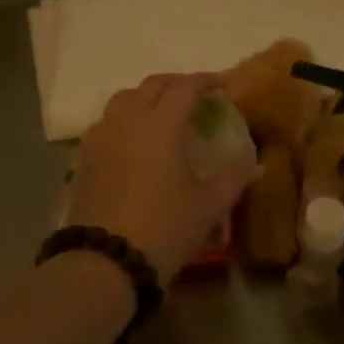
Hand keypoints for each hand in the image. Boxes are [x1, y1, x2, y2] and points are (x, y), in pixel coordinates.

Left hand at [69, 73, 258, 284]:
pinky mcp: (85, 156)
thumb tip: (257, 164)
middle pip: (152, 85)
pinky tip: (135, 139)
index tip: (221, 85)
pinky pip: (107, 121)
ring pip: (125, 98)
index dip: (205, 81)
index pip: (186, 87)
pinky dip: (126, 117)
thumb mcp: (208, 205)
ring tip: (163, 113)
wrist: (104, 261)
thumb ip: (234, 178)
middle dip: (176, 84)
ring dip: (147, 96)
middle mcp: (129, 119)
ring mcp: (102, 136)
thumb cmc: (164, 228)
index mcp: (162, 123)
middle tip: (195, 96)